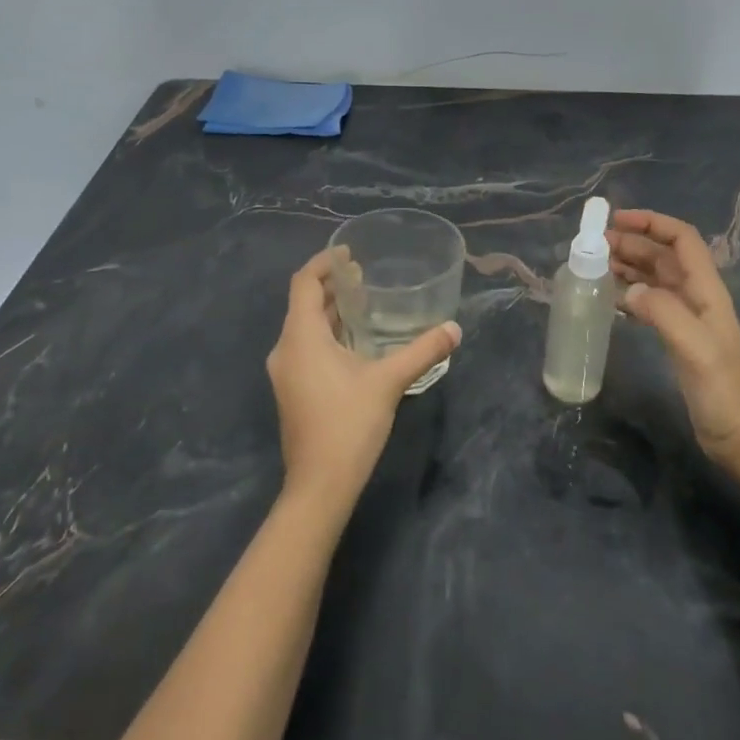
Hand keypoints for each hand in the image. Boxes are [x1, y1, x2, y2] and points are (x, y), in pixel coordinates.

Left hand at [266, 248, 460, 518]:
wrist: (319, 485)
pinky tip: (355, 341)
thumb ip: (422, 351)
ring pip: (305, 327)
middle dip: (332, 285)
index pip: (304, 283)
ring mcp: (285, 372)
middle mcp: (286, 349)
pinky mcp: (292, 390)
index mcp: (301, 337)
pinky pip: (306, 346)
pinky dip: (327, 333)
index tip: (350, 253)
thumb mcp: (389, 382)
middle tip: (365, 275)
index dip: (324, 263)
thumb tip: (454, 329)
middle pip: (304, 303)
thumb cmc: (349, 425)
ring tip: (364, 301)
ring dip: (331, 310)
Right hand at [608, 209, 739, 463]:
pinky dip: (629, 293)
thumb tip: (628, 289)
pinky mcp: (677, 338)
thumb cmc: (724, 392)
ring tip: (595, 266)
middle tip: (593, 246)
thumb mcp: (696, 348)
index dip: (651, 223)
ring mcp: (687, 318)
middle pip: (662, 255)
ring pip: (654, 277)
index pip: (681, 240)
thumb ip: (664, 313)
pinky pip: (649, 303)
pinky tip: (610, 298)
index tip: (614, 221)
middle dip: (631, 243)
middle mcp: (696, 297)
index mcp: (706, 291)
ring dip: (627, 265)